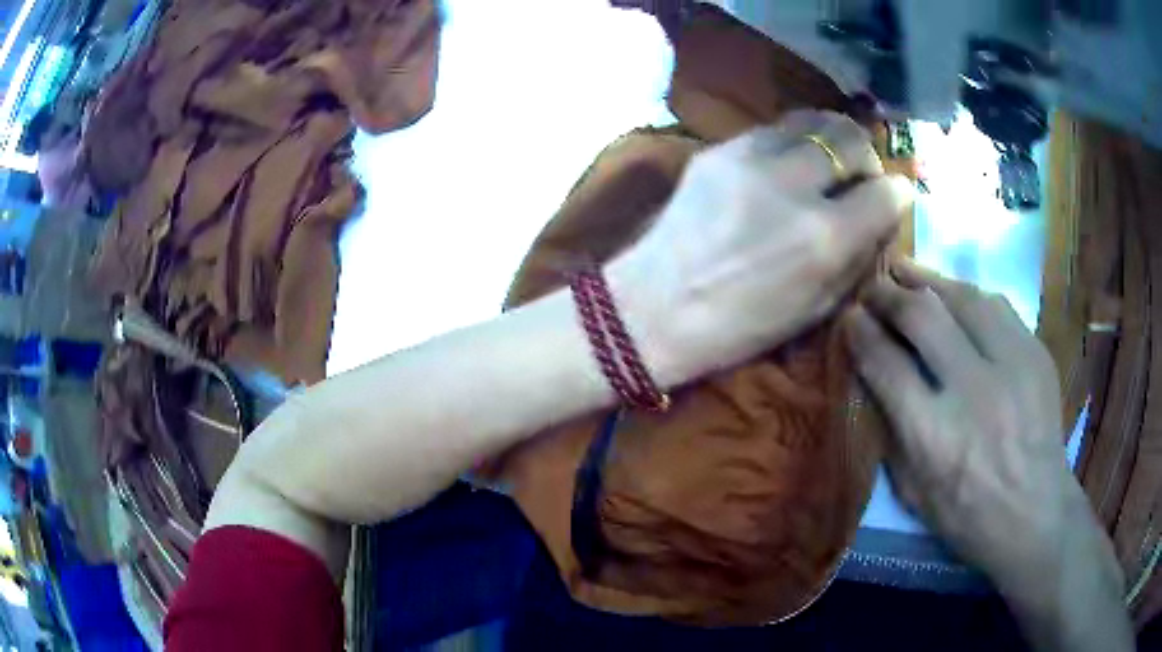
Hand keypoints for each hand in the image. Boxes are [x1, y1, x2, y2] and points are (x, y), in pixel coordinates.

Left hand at [608, 110, 913, 386]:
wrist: (655, 308)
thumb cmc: (740, 326)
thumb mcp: (816, 308)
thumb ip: (858, 255)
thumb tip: (883, 212)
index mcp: (824, 238)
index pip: (886, 191)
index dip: (896, 195)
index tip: (891, 199)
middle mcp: (794, 186)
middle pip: (851, 138)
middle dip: (866, 156)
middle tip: (859, 176)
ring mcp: (751, 159)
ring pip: (813, 120)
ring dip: (831, 138)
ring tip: (827, 161)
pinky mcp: (718, 149)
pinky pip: (774, 129)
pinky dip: (793, 142)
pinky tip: (786, 164)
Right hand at [845, 261, 1131, 650]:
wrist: (1034, 512)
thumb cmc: (966, 514)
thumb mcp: (913, 492)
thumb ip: (891, 432)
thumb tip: (873, 376)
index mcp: (933, 435)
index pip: (886, 363)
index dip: (861, 333)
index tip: (850, 317)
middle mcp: (972, 390)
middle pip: (922, 317)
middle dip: (889, 294)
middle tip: (873, 286)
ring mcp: (1010, 365)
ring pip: (962, 297)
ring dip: (927, 279)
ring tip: (906, 269)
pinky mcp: (1035, 353)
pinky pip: (997, 306)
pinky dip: (968, 295)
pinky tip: (955, 294)